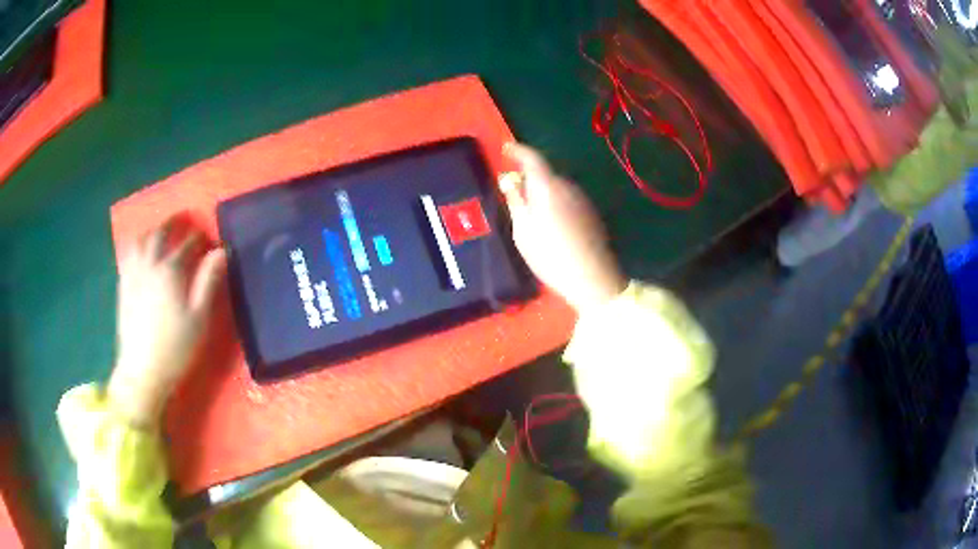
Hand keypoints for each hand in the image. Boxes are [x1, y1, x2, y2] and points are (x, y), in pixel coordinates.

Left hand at [108, 220, 226, 428]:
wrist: (143, 371)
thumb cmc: (175, 348)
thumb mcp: (199, 318)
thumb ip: (208, 282)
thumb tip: (221, 252)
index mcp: (170, 271)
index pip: (186, 244)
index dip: (198, 238)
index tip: (208, 238)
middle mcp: (149, 265)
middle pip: (158, 234)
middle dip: (172, 224)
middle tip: (181, 220)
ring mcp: (133, 275)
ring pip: (139, 241)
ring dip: (150, 232)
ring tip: (158, 233)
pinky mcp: (123, 287)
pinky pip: (127, 256)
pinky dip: (136, 247)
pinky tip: (140, 254)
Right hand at [500, 142, 625, 312]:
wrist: (592, 278)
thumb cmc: (550, 255)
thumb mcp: (523, 230)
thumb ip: (515, 201)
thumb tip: (509, 179)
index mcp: (548, 187)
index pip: (532, 158)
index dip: (518, 150)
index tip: (506, 148)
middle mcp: (568, 186)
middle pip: (545, 173)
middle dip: (529, 178)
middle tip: (514, 193)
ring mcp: (583, 199)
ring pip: (557, 187)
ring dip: (543, 192)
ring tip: (532, 216)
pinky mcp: (591, 213)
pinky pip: (568, 199)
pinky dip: (556, 203)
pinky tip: (552, 226)